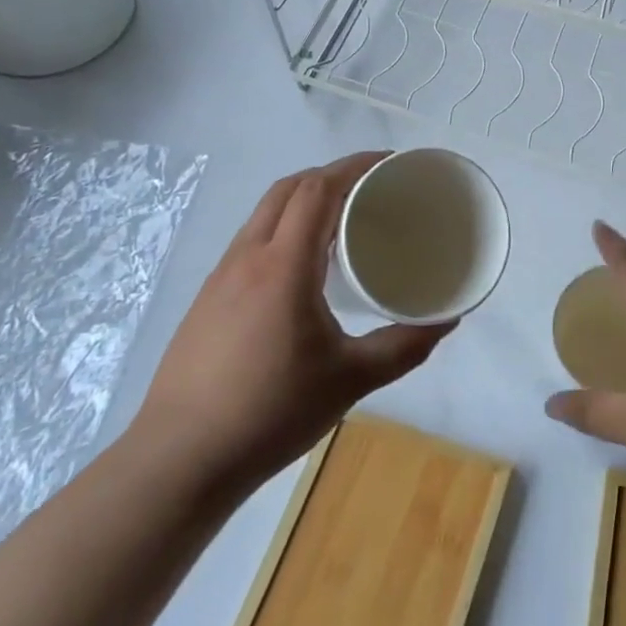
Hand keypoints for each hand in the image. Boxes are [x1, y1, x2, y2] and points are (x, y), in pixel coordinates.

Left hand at [134, 152, 452, 497]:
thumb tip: (447, 321)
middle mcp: (248, 258)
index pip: (318, 189)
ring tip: (341, 219)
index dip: (353, 166)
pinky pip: (251, 240)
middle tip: (371, 187)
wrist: (178, 462)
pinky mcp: (207, 300)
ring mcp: (221, 278)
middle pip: (289, 189)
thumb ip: (404, 347)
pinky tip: (302, 266)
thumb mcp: (350, 380)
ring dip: (304, 199)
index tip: (388, 163)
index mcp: (284, 265)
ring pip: (265, 213)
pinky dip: (284, 228)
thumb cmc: (270, 412)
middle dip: (331, 174)